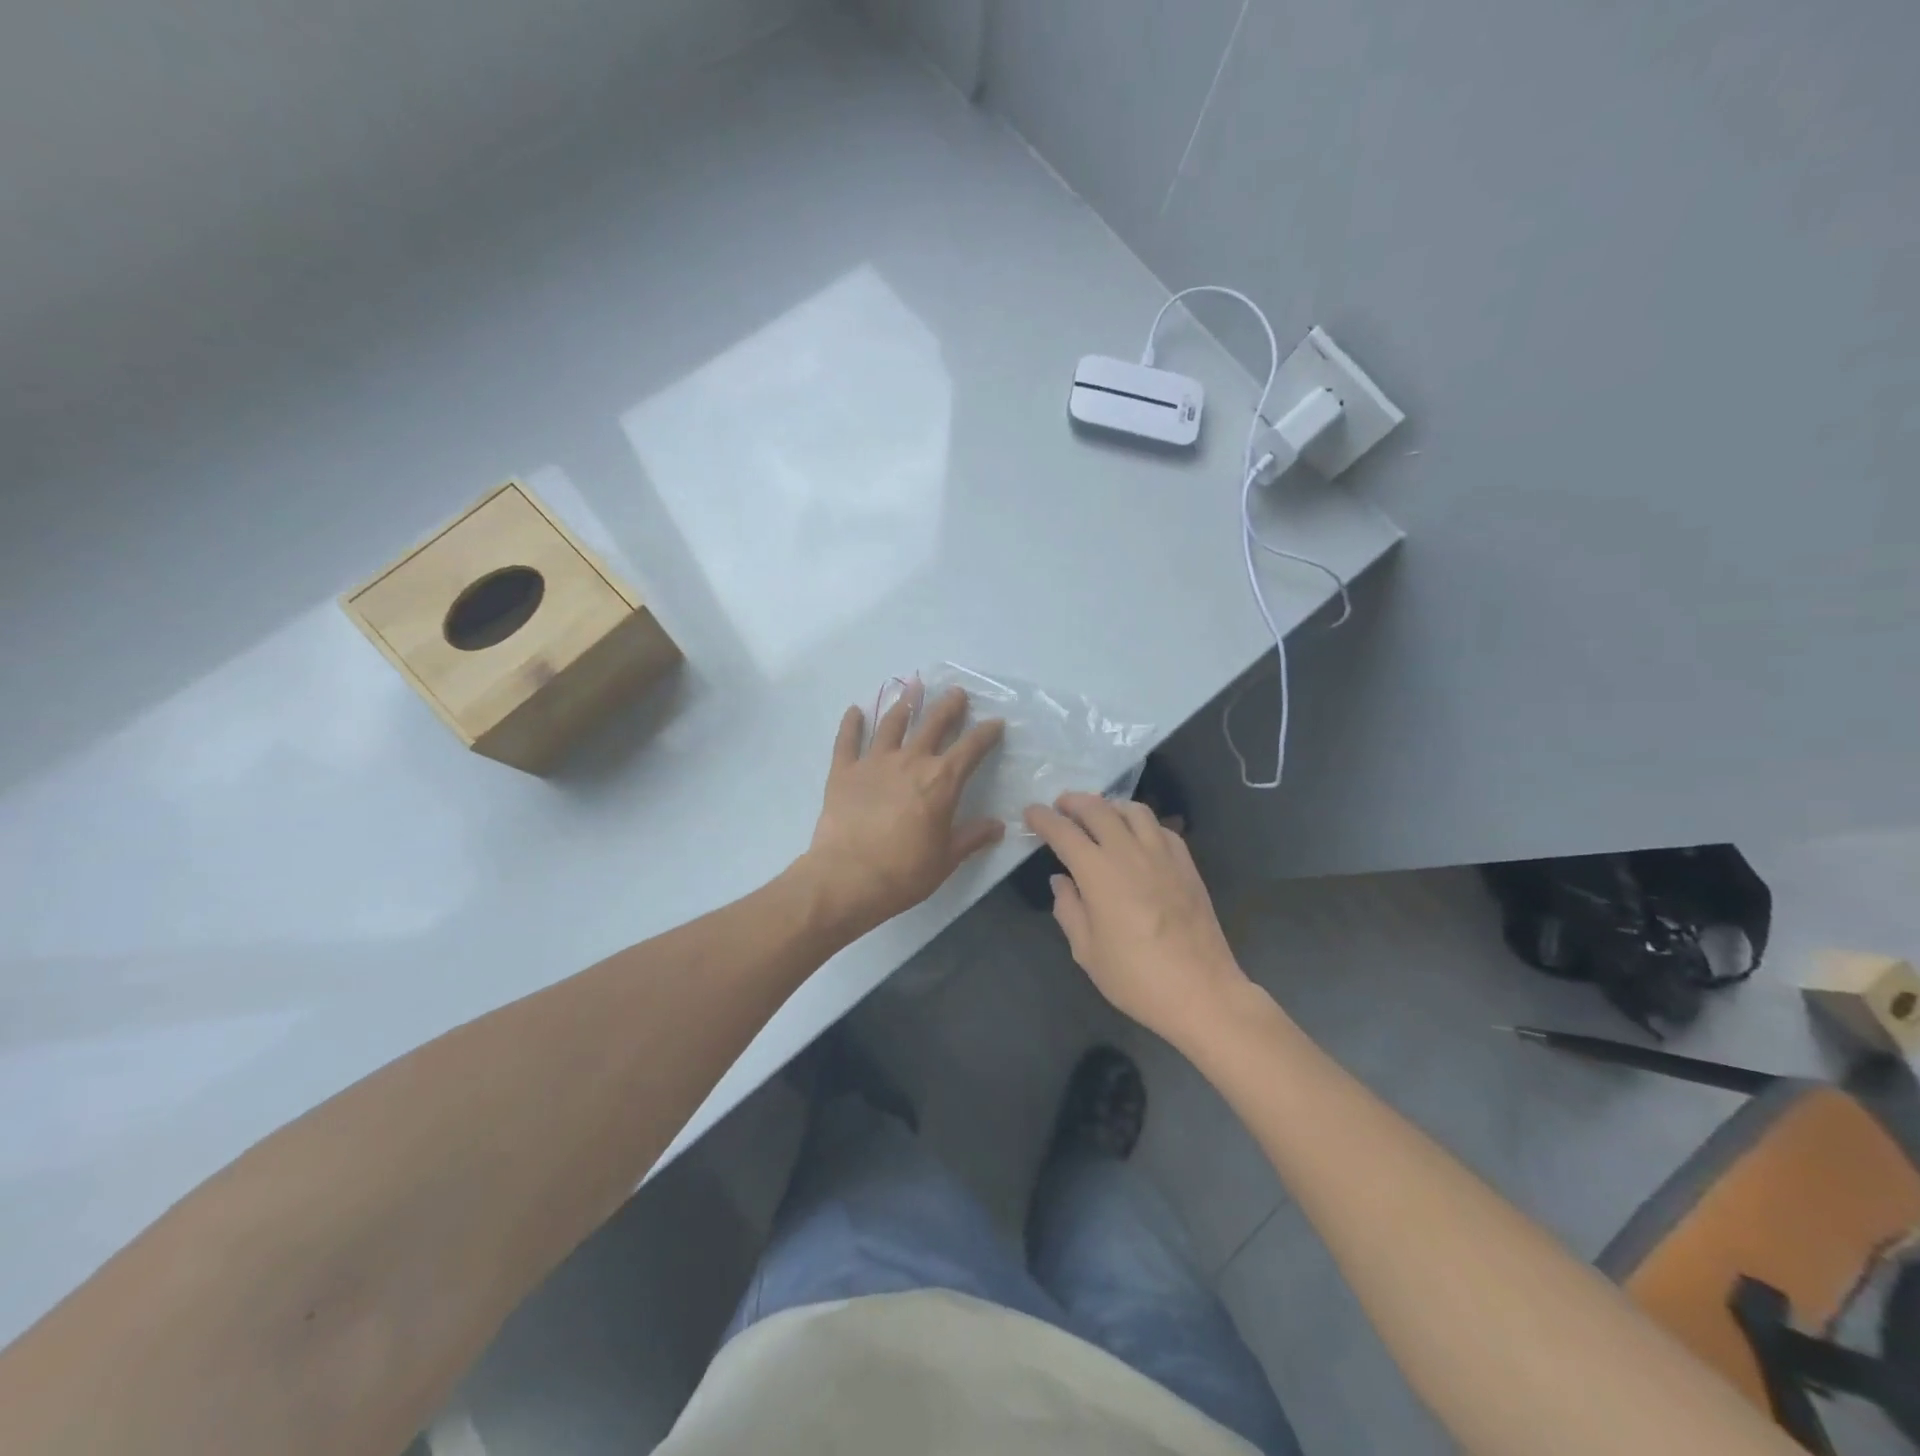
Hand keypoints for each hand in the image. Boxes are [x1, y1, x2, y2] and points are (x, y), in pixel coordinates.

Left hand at [801, 684, 1005, 939]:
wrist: (847, 878)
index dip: (986, 733)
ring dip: (905, 704)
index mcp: (942, 781)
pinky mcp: (844, 771)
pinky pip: (847, 740)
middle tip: (957, 693)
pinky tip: (855, 711)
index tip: (995, 723)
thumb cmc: (904, 872)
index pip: (971, 748)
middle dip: (948, 707)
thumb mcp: (947, 858)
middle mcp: (910, 761)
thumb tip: (997, 826)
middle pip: (933, 724)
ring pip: (892, 723)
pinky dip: (851, 724)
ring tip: (913, 689)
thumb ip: (972, 837)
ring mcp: (874, 762)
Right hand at [1024, 792, 1251, 1049]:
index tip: (1031, 813)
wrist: (1201, 991)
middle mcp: (1129, 852)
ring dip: (1110, 805)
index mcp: (1098, 873)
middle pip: (1098, 809)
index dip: (1043, 818)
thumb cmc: (1135, 977)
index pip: (1064, 832)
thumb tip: (1061, 880)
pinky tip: (1137, 837)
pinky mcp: (1187, 864)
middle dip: (1074, 802)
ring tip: (1099, 814)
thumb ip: (1068, 909)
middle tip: (1060, 806)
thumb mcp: (1086, 951)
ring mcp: (1162, 855)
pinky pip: (1161, 829)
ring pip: (1133, 811)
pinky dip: (1142, 823)